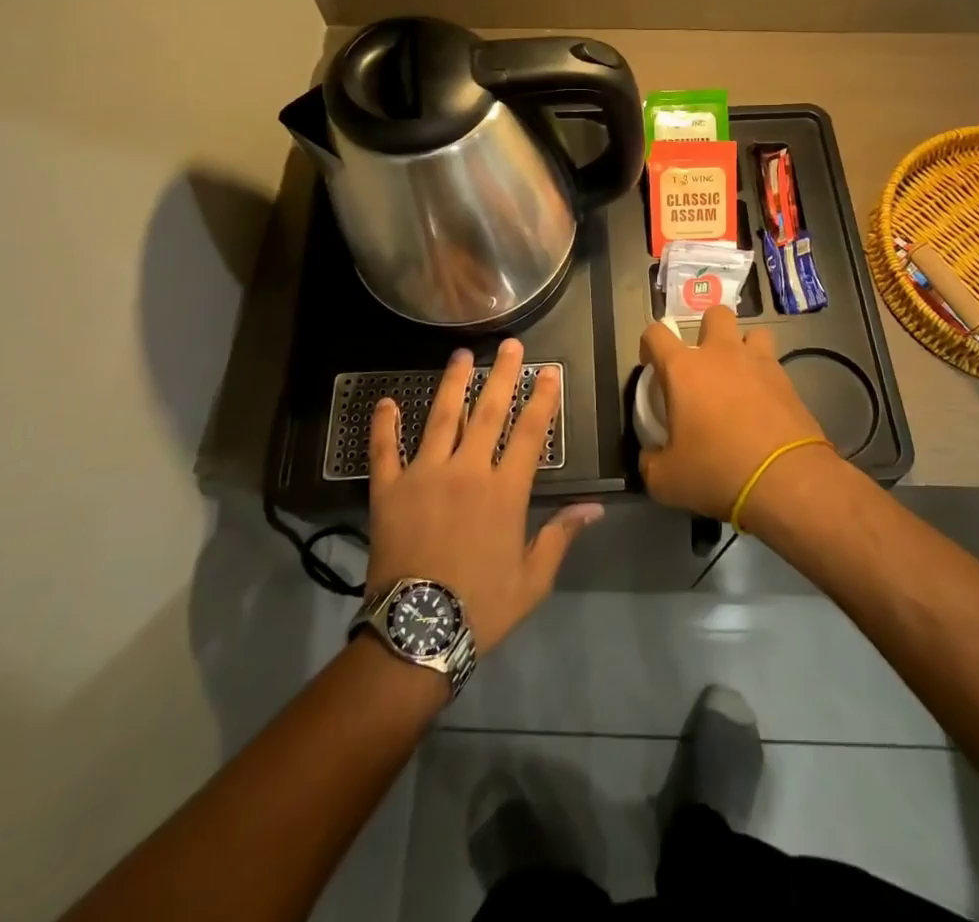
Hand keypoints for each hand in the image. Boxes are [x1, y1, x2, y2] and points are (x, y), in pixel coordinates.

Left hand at [366, 339, 602, 653]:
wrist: (418, 633)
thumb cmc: (481, 606)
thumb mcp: (533, 579)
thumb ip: (560, 536)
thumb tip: (595, 508)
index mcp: (505, 491)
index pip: (530, 433)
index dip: (542, 399)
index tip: (549, 371)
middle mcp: (467, 471)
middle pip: (489, 412)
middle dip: (503, 375)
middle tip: (510, 345)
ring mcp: (425, 475)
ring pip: (442, 418)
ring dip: (453, 384)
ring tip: (461, 355)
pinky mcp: (389, 490)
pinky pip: (385, 450)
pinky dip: (384, 425)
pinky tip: (386, 401)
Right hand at [638, 306, 836, 519]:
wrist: (786, 479)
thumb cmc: (717, 470)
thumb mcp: (666, 480)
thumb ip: (650, 462)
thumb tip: (651, 457)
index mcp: (684, 368)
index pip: (656, 333)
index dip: (648, 344)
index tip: (651, 366)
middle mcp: (721, 354)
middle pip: (715, 314)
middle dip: (707, 330)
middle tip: (703, 364)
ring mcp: (759, 363)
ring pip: (753, 333)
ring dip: (743, 348)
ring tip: (739, 376)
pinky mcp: (788, 381)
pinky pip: (773, 364)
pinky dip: (765, 377)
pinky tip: (763, 404)